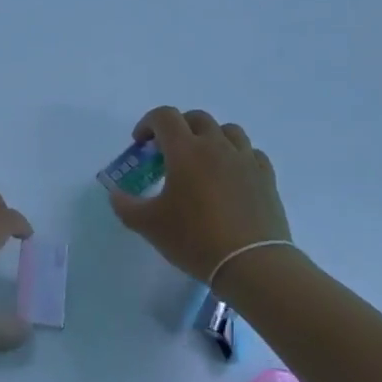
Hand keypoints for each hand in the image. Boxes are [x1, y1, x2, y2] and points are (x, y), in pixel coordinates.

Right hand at [108, 107, 293, 281]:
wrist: (252, 264)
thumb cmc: (195, 239)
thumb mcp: (149, 225)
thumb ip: (125, 205)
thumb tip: (115, 194)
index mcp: (185, 150)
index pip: (164, 117)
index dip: (147, 123)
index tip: (140, 144)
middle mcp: (217, 146)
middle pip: (196, 118)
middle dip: (178, 128)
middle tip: (168, 153)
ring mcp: (246, 160)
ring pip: (228, 131)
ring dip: (210, 137)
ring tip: (203, 160)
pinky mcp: (266, 177)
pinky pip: (251, 153)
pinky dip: (237, 156)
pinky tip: (231, 175)